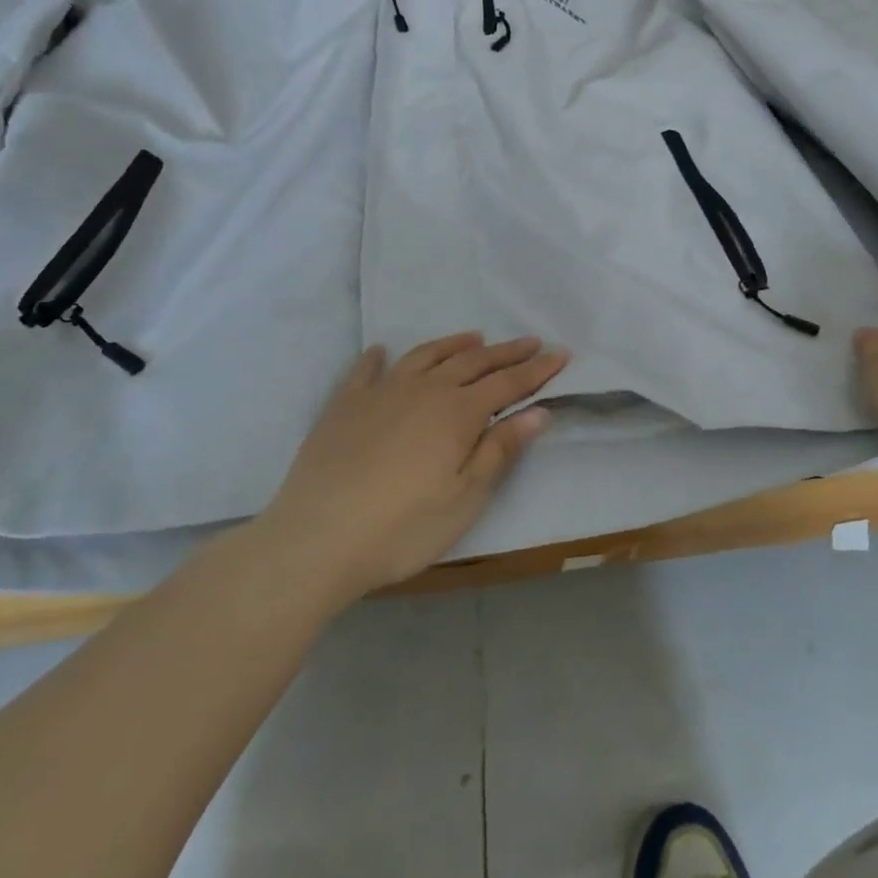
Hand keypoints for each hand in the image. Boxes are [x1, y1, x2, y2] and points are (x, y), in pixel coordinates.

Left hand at [261, 333, 569, 602]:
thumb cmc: (402, 528)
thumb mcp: (465, 498)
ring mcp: (380, 393)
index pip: (508, 384)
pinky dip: (379, 357)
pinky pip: (366, 370)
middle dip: (506, 352)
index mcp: (457, 413)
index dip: (537, 370)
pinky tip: (382, 351)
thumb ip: (501, 450)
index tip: (562, 354)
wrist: (315, 540)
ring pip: (425, 356)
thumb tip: (538, 412)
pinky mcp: (344, 406)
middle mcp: (424, 391)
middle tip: (530, 341)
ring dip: (454, 345)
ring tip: (474, 338)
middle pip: (473, 363)